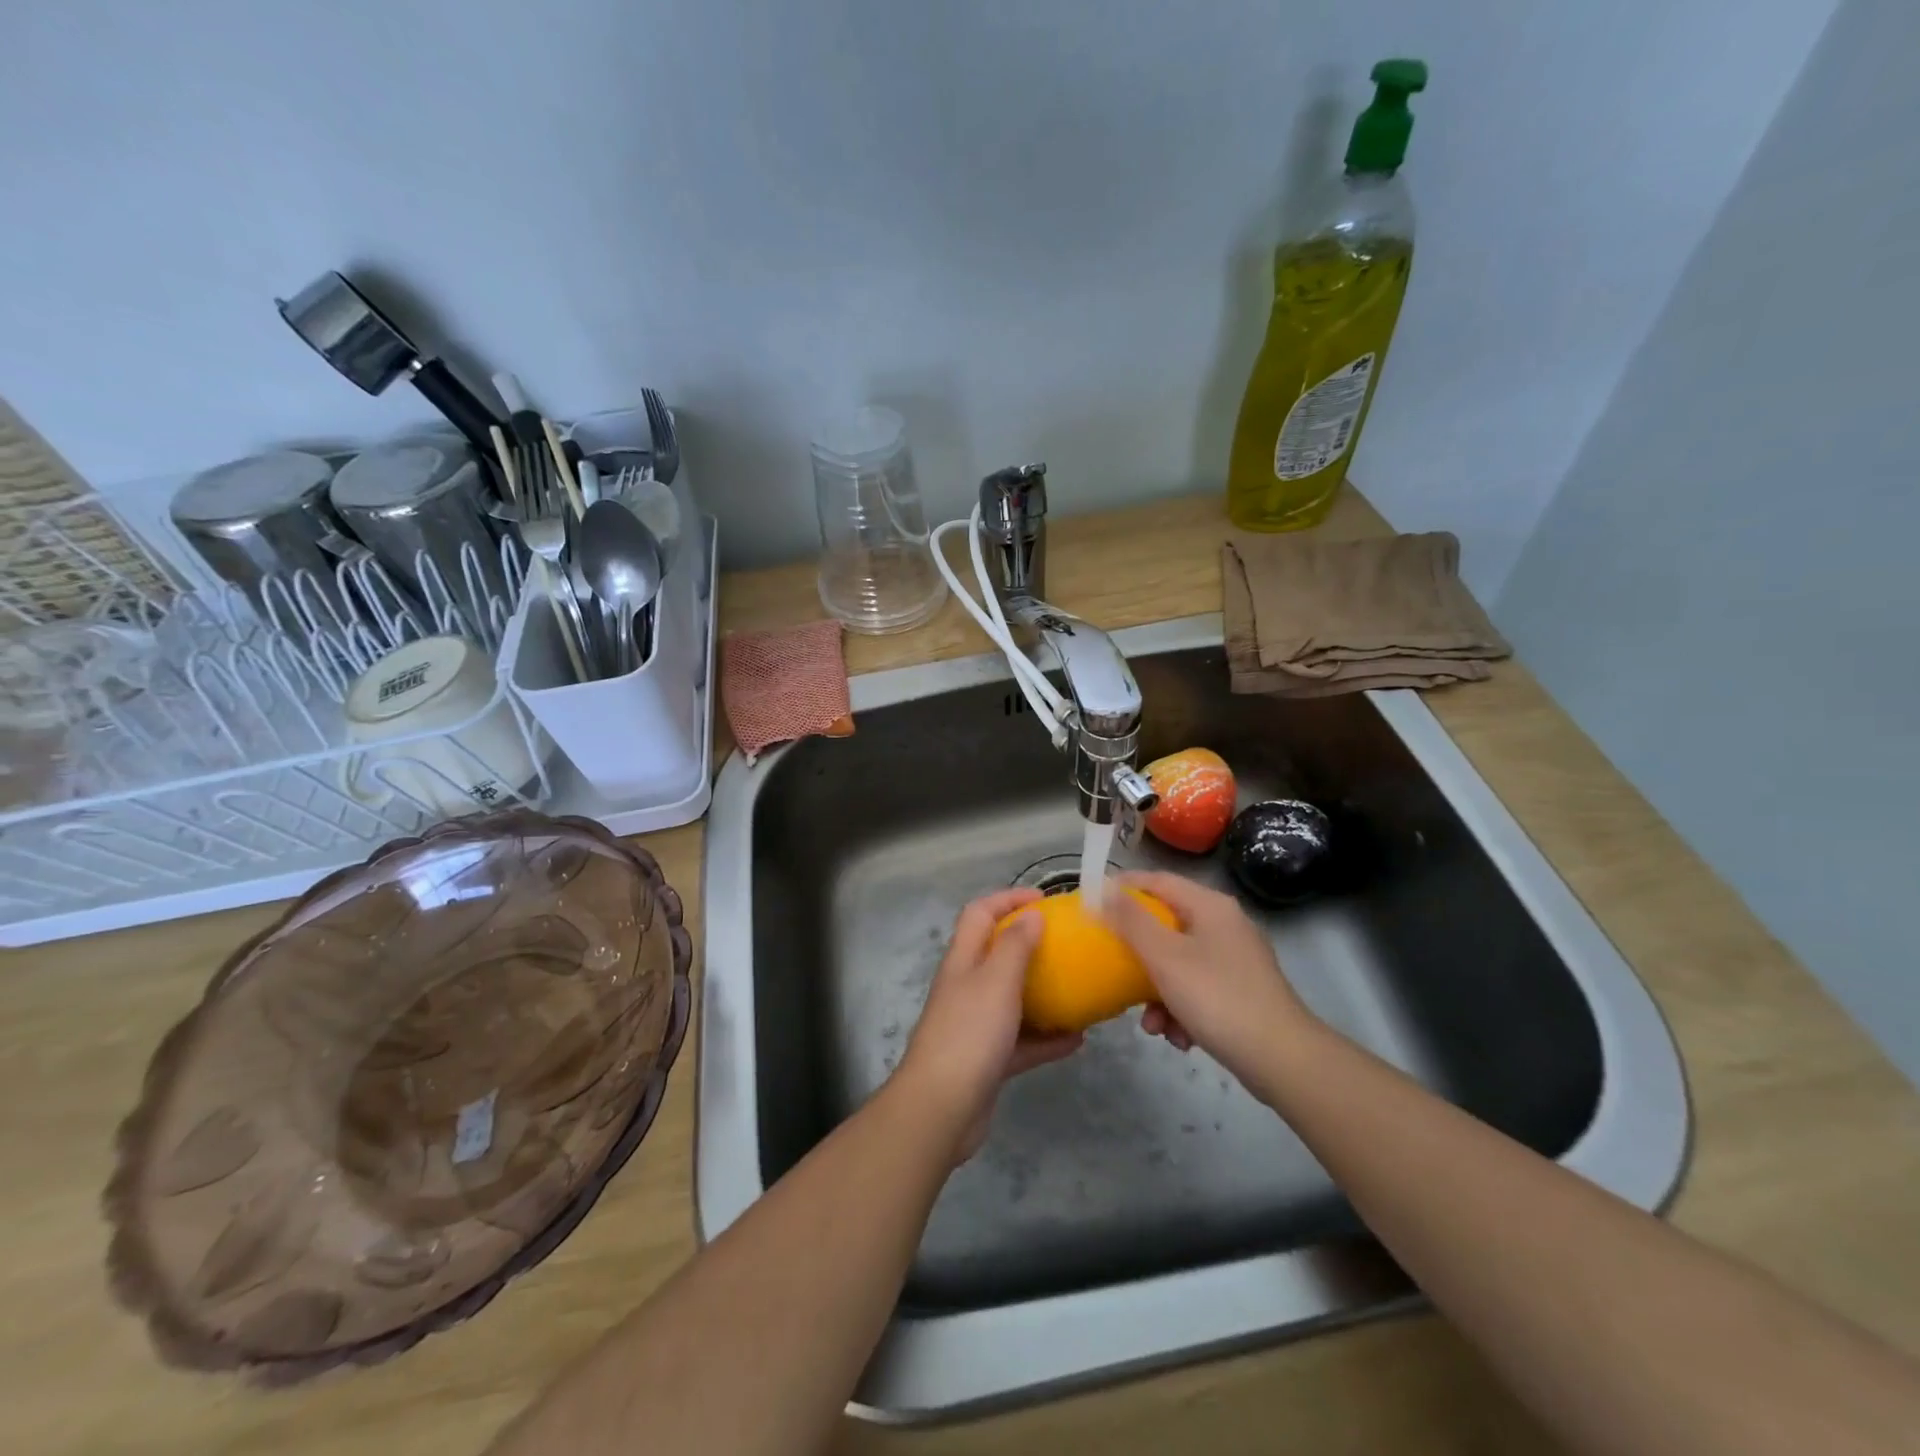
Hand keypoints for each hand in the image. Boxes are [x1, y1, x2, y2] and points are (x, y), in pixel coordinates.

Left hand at [896, 888, 1081, 1161]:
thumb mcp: (996, 981)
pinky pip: (1022, 1040)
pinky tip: (1077, 1040)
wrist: (941, 1109)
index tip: (1045, 899)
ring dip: (1043, 993)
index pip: (980, 913)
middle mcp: (967, 987)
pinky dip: (1047, 1038)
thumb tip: (1032, 914)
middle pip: (996, 953)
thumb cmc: (969, 1034)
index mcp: (963, 960)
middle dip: (1030, 944)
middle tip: (1067, 944)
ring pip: (1012, 998)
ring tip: (1079, 989)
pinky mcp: (987, 1060)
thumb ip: (1015, 946)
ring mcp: (976, 1024)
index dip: (1008, 898)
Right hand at [1106, 871, 1315, 1094]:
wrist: (1282, 1060)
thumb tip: (1105, 889)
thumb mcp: (1165, 957)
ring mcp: (1237, 960)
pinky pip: (1198, 989)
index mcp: (1211, 906)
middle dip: (1139, 955)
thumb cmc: (1217, 998)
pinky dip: (1182, 1010)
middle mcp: (1226, 925)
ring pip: (1180, 963)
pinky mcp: (1242, 992)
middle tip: (1114, 969)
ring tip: (1152, 1025)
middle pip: (1167, 926)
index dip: (1124, 888)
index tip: (1093, 904)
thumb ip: (1131, 921)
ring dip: (1157, 992)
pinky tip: (1179, 1038)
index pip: (1158, 880)